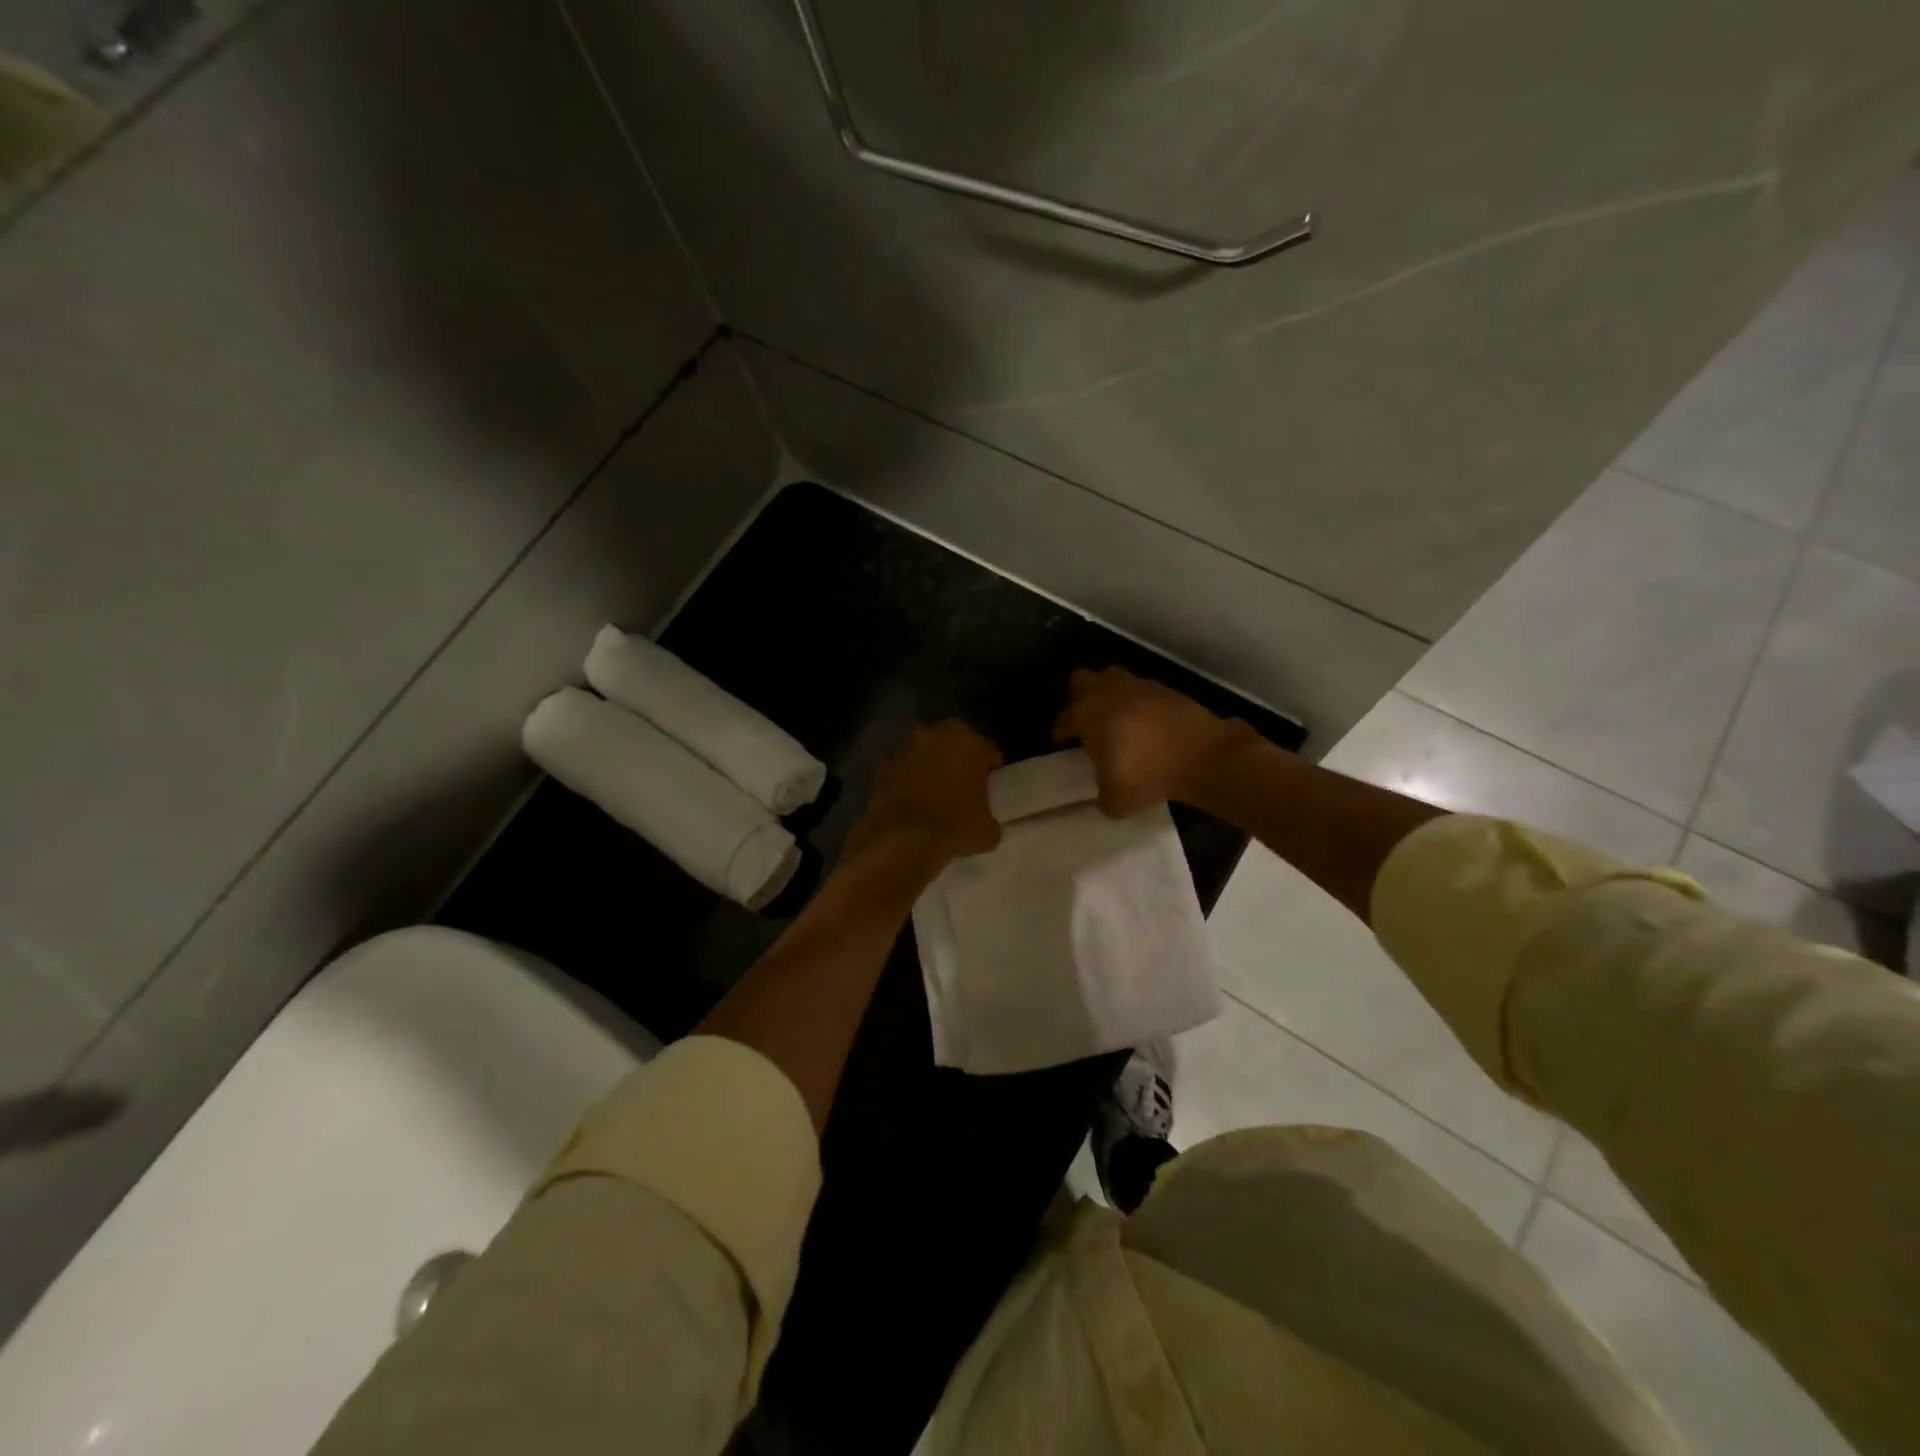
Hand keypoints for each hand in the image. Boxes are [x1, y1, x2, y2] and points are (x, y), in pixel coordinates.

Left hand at [846, 720, 1003, 868]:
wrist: (902, 838)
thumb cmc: (954, 826)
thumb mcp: (987, 831)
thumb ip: (990, 821)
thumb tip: (986, 826)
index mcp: (970, 743)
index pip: (988, 750)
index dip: (992, 768)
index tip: (992, 784)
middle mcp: (936, 735)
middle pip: (954, 742)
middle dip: (959, 759)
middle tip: (963, 783)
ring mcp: (906, 748)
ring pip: (925, 753)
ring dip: (930, 766)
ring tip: (935, 793)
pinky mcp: (883, 766)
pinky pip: (902, 770)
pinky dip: (907, 780)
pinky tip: (911, 802)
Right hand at [1053, 668, 1254, 815]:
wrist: (1201, 755)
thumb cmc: (1147, 773)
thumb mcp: (1115, 801)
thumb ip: (1102, 797)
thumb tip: (1103, 797)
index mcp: (1086, 715)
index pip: (1063, 720)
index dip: (1060, 734)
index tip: (1062, 746)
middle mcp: (1106, 693)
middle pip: (1081, 682)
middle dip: (1079, 698)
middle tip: (1086, 722)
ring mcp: (1137, 686)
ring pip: (1111, 678)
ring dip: (1108, 694)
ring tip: (1115, 718)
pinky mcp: (1164, 688)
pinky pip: (1140, 689)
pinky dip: (1137, 702)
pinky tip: (1144, 723)